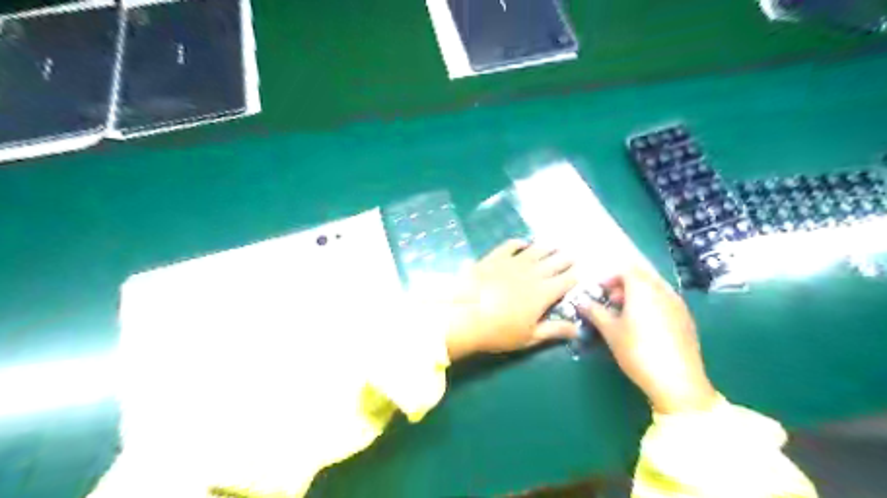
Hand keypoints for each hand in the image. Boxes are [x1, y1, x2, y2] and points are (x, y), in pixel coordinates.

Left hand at [443, 239, 583, 359]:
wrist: (465, 316)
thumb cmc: (499, 332)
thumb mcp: (530, 337)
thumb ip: (555, 330)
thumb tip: (578, 329)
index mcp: (543, 293)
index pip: (566, 281)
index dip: (575, 276)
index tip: (581, 273)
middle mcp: (532, 273)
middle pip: (554, 262)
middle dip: (565, 259)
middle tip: (572, 255)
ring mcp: (512, 263)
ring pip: (535, 251)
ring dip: (547, 248)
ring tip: (554, 245)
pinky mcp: (494, 258)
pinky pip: (510, 245)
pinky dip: (519, 243)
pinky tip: (523, 243)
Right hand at [575, 267, 719, 413]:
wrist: (677, 381)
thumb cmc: (637, 350)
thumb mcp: (610, 331)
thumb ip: (595, 312)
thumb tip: (582, 302)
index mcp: (643, 289)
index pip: (626, 270)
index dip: (611, 277)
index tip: (600, 291)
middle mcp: (663, 291)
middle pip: (642, 277)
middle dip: (624, 286)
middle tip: (611, 302)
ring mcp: (678, 305)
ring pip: (655, 290)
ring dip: (638, 295)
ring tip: (626, 315)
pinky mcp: (687, 320)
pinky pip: (665, 302)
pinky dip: (652, 305)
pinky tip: (644, 326)